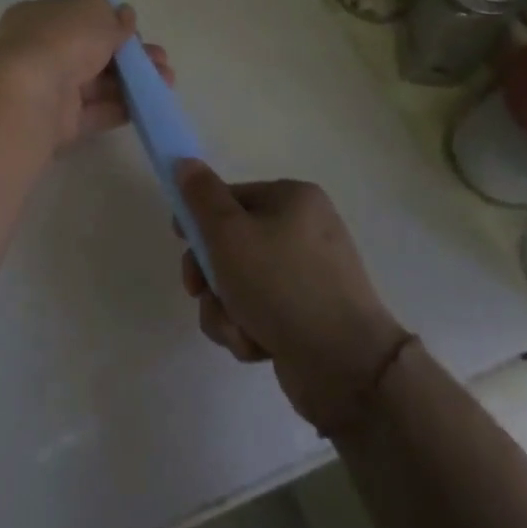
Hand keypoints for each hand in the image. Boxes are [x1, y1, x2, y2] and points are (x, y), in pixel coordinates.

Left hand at [0, 0, 174, 152]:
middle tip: (160, 58)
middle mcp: (39, 51)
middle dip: (129, 55)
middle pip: (91, 52)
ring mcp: (49, 89)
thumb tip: (124, 16)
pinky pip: (96, 111)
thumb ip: (112, 14)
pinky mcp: (60, 122)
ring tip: (167, 80)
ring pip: (98, 83)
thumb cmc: (62, 39)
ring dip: (133, 81)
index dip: (108, 23)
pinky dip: (123, 107)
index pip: (77, 18)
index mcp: (37, 17)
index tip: (135, 30)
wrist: (35, 95)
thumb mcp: (94, 10)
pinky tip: (151, 103)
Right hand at [176, 162, 408, 435]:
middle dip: (210, 276)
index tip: (180, 241)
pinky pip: (259, 313)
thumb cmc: (281, 285)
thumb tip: (184, 161)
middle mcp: (304, 231)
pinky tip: (257, 346)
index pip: (229, 197)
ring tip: (238, 328)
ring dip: (225, 308)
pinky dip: (248, 329)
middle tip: (200, 291)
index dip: (199, 218)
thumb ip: (201, 197)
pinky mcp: (306, 317)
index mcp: (293, 199)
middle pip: (231, 244)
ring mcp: (307, 276)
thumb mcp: (229, 234)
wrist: (346, 366)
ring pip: (239, 284)